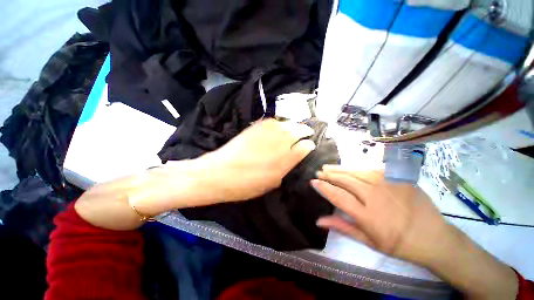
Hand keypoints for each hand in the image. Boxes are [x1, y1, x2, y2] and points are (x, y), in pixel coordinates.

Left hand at [199, 119, 315, 201]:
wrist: (220, 173)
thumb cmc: (246, 185)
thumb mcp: (271, 183)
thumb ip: (285, 169)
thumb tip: (292, 158)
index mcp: (285, 160)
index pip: (304, 147)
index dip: (309, 145)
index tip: (310, 145)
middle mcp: (279, 142)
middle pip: (298, 131)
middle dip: (305, 131)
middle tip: (308, 132)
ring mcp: (267, 132)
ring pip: (287, 123)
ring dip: (294, 125)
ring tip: (296, 127)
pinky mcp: (256, 127)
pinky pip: (272, 121)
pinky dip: (279, 123)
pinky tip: (280, 126)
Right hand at [311, 166, 451, 265]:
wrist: (434, 238)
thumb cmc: (399, 244)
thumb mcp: (369, 242)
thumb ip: (342, 227)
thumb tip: (319, 220)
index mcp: (368, 215)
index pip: (338, 196)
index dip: (323, 187)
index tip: (313, 182)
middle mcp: (375, 197)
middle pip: (346, 180)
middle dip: (329, 175)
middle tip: (319, 172)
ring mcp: (388, 185)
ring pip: (356, 172)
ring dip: (339, 169)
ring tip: (328, 167)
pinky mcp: (398, 178)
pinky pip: (372, 170)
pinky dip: (357, 168)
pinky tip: (350, 168)